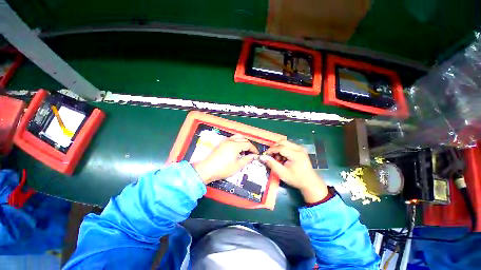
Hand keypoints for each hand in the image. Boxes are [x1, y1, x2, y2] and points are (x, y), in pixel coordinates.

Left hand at [193, 134, 258, 183]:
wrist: (207, 169)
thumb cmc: (223, 168)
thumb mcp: (238, 165)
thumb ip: (247, 159)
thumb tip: (253, 156)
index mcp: (235, 145)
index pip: (248, 144)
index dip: (254, 149)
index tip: (256, 154)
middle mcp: (230, 140)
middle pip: (243, 139)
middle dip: (249, 144)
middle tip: (251, 152)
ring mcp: (225, 141)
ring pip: (237, 137)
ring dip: (243, 141)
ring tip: (244, 149)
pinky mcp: (221, 143)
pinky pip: (231, 139)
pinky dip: (237, 141)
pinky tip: (236, 149)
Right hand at [260, 140, 327, 202]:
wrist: (310, 183)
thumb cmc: (296, 179)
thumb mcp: (282, 173)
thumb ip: (271, 164)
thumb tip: (262, 157)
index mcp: (296, 154)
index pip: (280, 147)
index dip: (271, 150)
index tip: (265, 155)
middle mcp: (299, 148)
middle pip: (282, 142)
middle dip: (275, 148)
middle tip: (272, 156)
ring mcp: (300, 148)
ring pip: (285, 143)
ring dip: (279, 148)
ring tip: (279, 159)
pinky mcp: (300, 149)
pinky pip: (289, 145)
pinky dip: (283, 149)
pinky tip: (284, 158)